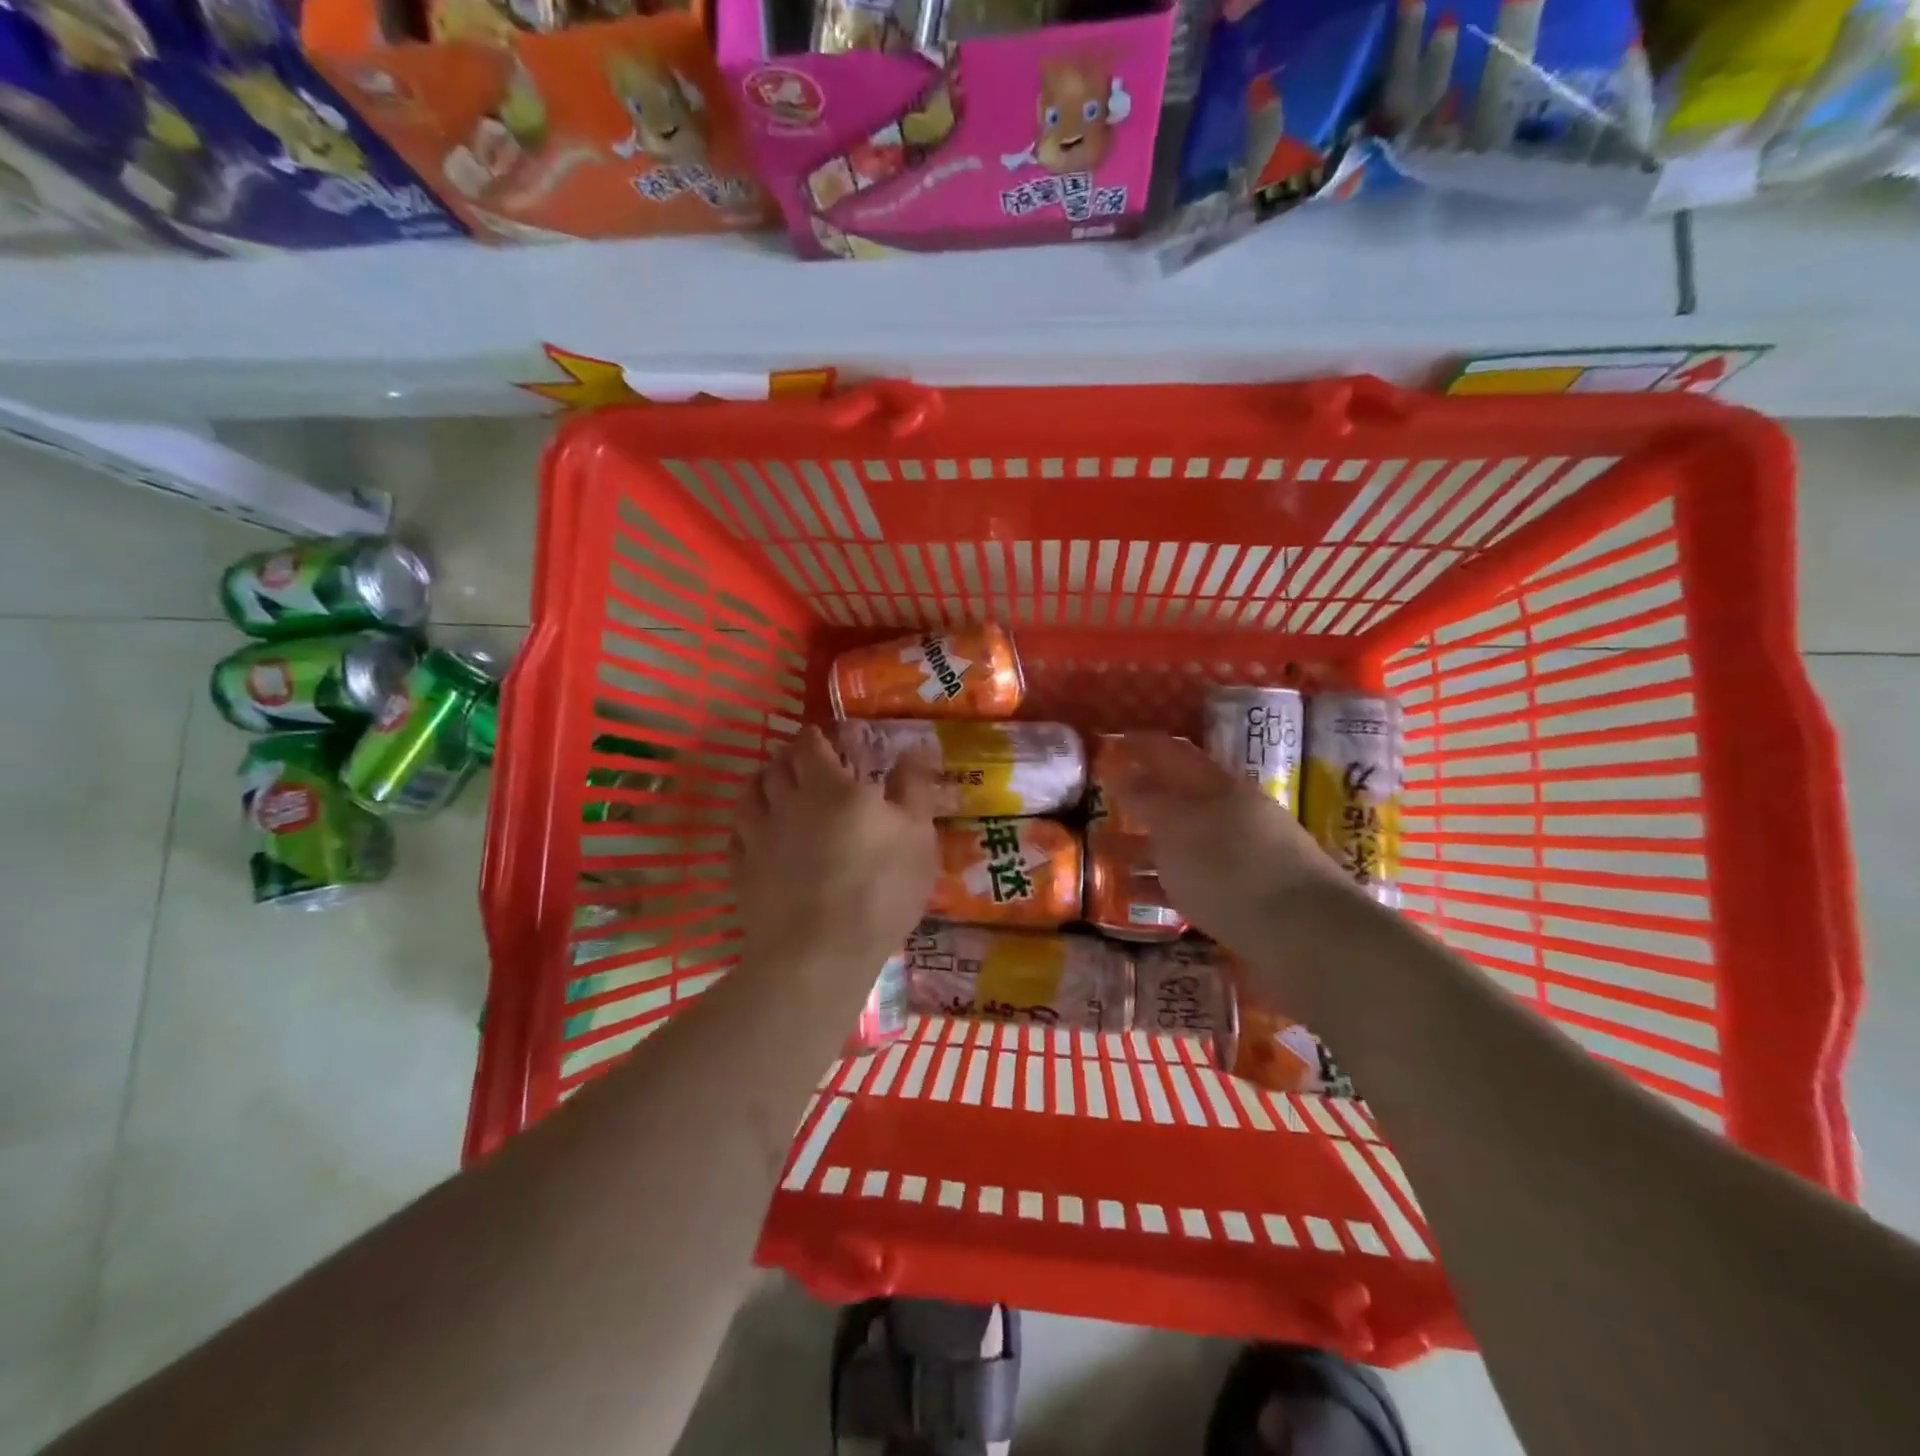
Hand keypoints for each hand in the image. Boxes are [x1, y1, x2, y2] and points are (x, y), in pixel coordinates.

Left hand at [733, 725, 937, 989]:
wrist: (818, 955)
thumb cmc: (879, 890)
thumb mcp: (917, 836)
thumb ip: (914, 788)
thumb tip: (914, 749)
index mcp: (830, 787)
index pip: (811, 746)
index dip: (815, 738)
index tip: (822, 739)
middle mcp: (787, 803)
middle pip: (777, 766)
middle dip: (788, 757)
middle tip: (801, 761)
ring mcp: (757, 838)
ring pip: (748, 795)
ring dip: (760, 783)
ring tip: (771, 787)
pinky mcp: (740, 872)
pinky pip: (736, 836)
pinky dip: (745, 826)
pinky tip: (754, 833)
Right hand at [1105, 733, 1351, 951]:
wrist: (1307, 938)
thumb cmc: (1231, 870)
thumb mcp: (1178, 828)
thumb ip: (1147, 799)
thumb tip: (1124, 773)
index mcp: (1222, 787)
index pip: (1175, 754)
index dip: (1143, 747)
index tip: (1114, 745)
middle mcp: (1237, 815)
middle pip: (1184, 798)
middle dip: (1146, 799)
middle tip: (1109, 802)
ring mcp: (1248, 857)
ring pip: (1188, 841)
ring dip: (1151, 844)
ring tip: (1112, 853)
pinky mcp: (1251, 898)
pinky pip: (1196, 880)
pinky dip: (1165, 883)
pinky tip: (1141, 896)